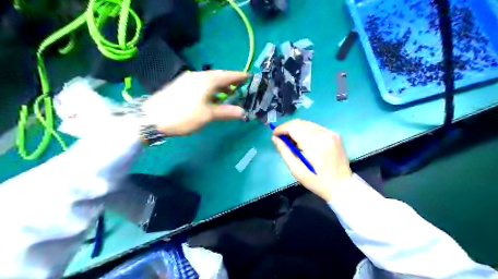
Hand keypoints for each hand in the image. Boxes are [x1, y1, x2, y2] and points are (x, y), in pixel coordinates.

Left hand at [142, 70, 246, 136]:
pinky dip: (211, 89)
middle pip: (219, 76)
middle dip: (231, 81)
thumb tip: (243, 112)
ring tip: (230, 93)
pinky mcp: (181, 86)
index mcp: (207, 80)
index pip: (228, 75)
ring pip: (210, 80)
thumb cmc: (184, 116)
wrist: (151, 118)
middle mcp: (198, 76)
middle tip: (242, 87)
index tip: (250, 77)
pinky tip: (213, 97)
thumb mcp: (208, 115)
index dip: (240, 76)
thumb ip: (226, 112)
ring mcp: (188, 80)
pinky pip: (202, 84)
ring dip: (221, 86)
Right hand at [272, 119, 348, 201]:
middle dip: (287, 128)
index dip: (281, 129)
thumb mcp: (297, 170)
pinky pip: (316, 127)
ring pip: (307, 123)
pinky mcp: (335, 134)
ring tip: (291, 140)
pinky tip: (303, 140)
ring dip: (296, 129)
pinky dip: (306, 131)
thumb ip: (285, 152)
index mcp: (314, 144)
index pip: (293, 127)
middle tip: (281, 138)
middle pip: (300, 123)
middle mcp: (323, 134)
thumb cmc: (317, 182)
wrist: (342, 186)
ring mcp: (331, 133)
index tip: (274, 135)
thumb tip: (275, 138)